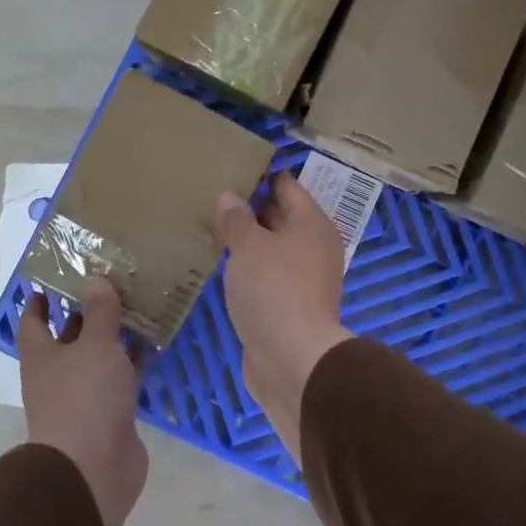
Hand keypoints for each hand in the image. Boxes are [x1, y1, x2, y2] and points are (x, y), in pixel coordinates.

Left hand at [18, 280, 148, 525]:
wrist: (92, 470)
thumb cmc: (84, 398)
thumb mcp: (95, 345)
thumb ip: (99, 312)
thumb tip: (94, 278)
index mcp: (42, 356)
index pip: (33, 321)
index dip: (41, 301)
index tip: (54, 279)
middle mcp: (58, 375)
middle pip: (69, 339)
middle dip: (87, 315)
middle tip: (112, 285)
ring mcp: (84, 398)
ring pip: (99, 359)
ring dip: (115, 338)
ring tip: (139, 307)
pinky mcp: (110, 416)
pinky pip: (122, 380)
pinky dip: (134, 363)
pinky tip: (155, 344)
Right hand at [214, 174, 353, 465]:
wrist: (292, 359)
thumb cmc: (274, 289)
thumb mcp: (249, 246)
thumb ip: (237, 219)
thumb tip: (230, 196)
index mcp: (312, 224)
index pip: (287, 186)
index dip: (261, 175)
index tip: (231, 166)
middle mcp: (313, 247)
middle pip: (281, 217)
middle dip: (251, 207)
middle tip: (213, 195)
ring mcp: (303, 279)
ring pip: (273, 248)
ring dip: (248, 241)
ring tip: (212, 227)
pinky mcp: (289, 305)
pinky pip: (267, 275)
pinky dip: (249, 268)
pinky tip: (223, 266)